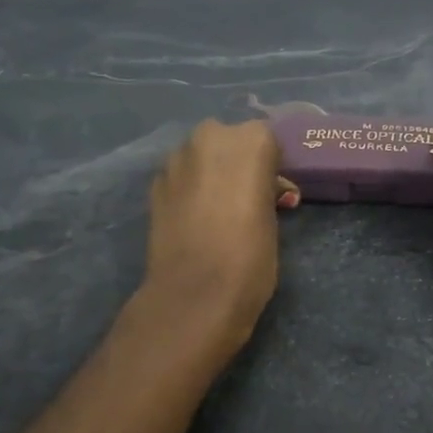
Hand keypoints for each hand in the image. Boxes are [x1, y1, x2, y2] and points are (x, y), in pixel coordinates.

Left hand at [141, 119, 290, 351]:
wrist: (195, 294)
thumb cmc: (251, 256)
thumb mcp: (273, 217)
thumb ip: (266, 190)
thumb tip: (263, 189)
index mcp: (250, 141)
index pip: (268, 139)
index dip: (273, 165)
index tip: (277, 190)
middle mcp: (210, 138)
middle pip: (230, 141)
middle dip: (239, 162)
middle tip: (250, 197)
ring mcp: (177, 159)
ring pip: (203, 156)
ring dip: (213, 173)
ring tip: (222, 209)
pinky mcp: (155, 184)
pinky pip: (182, 177)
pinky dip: (191, 189)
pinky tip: (198, 217)